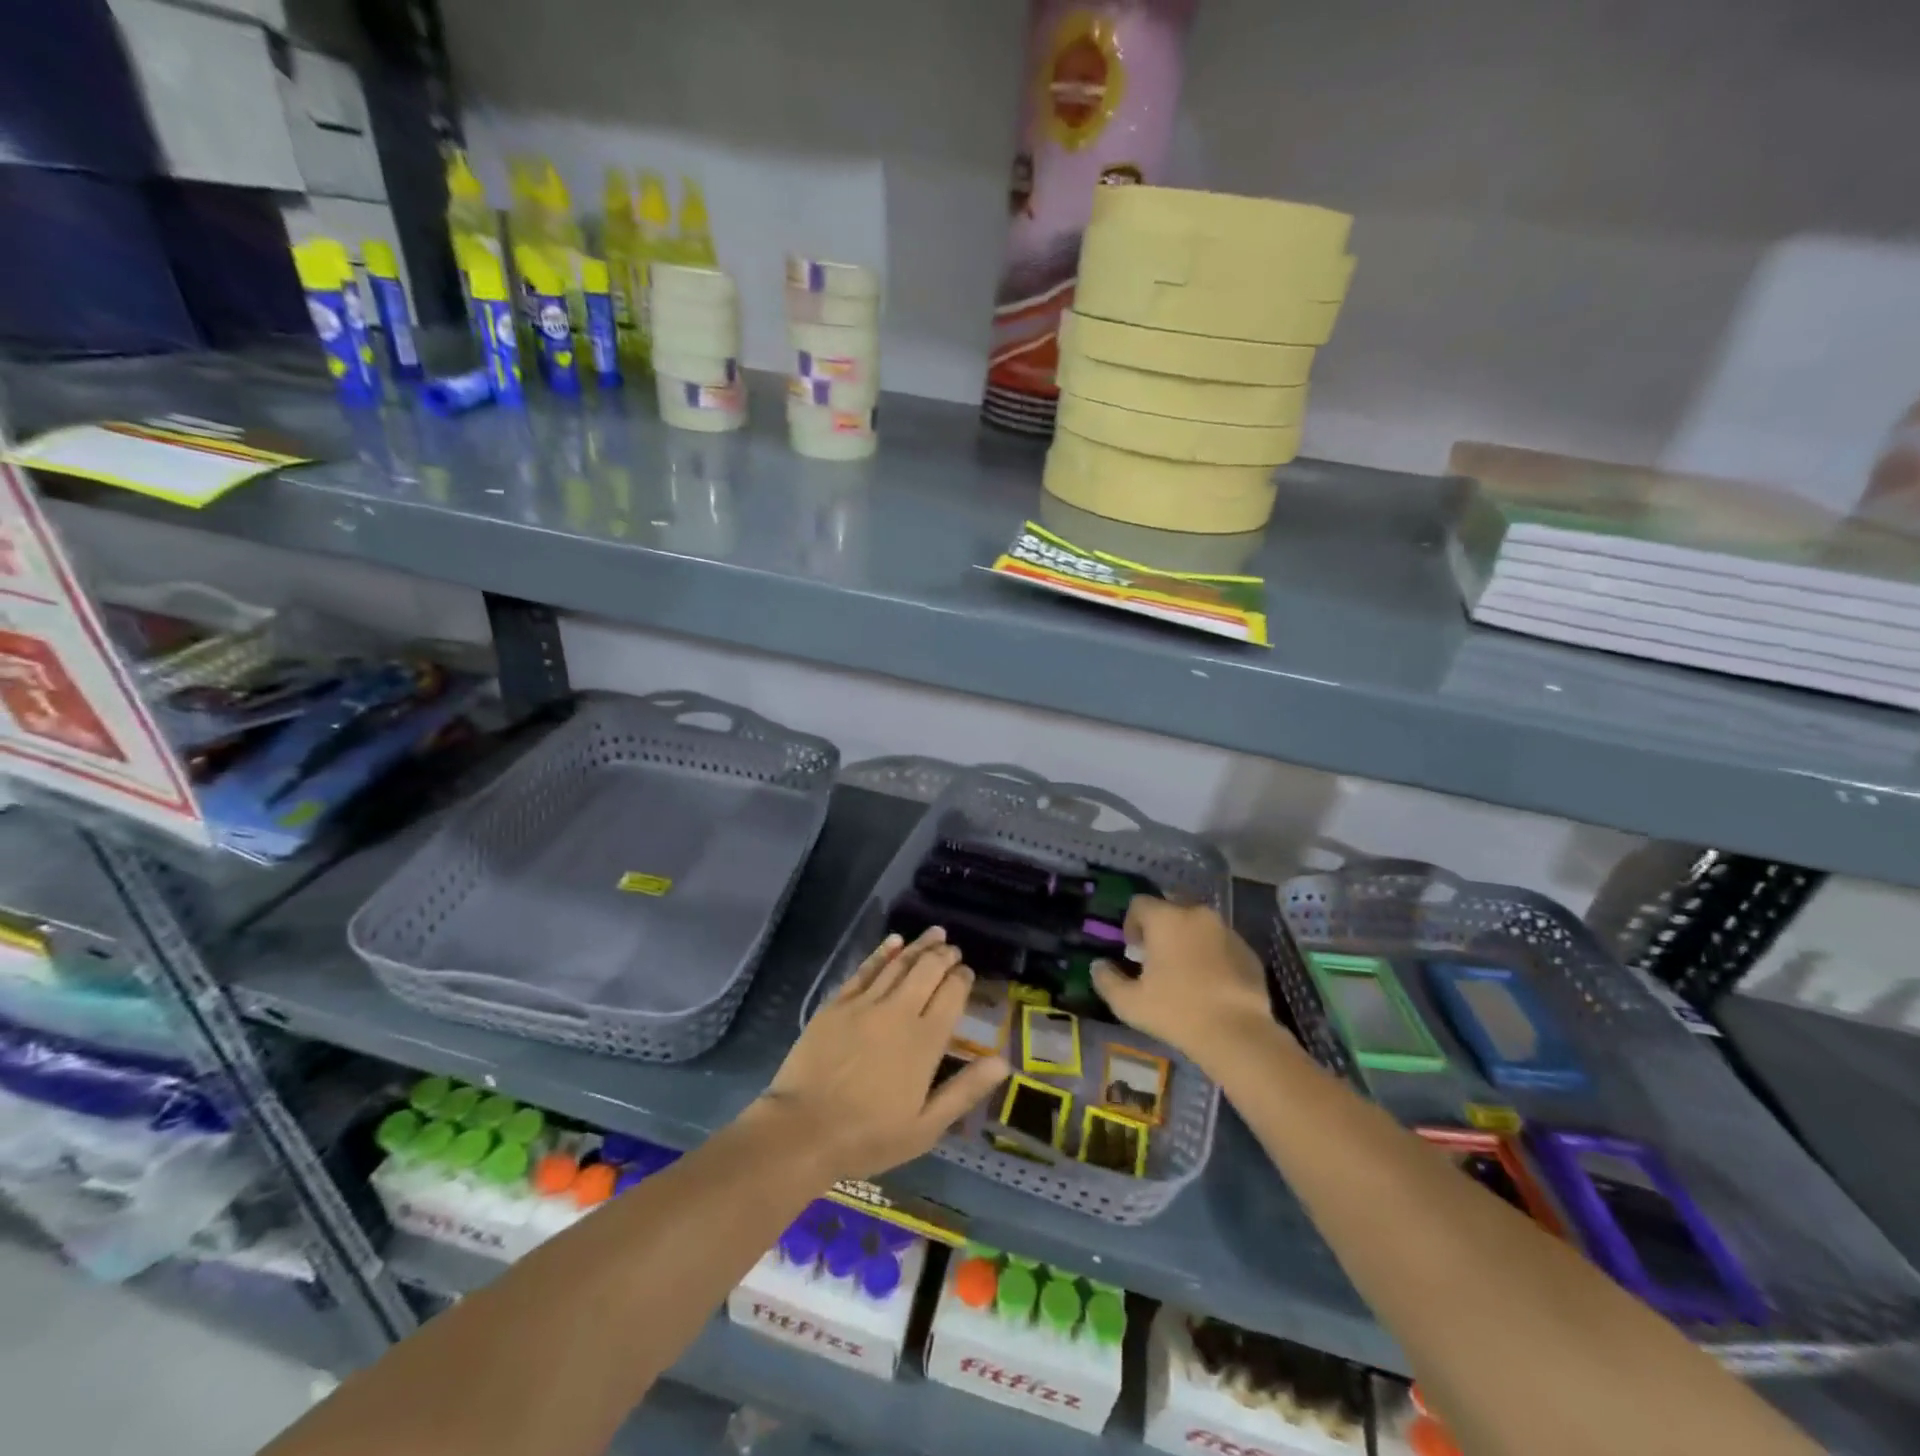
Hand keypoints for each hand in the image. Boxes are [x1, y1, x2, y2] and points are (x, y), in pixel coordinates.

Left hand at [755, 929, 1010, 1182]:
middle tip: (953, 949)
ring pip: (899, 963)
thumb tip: (1003, 1062)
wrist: (802, 1131)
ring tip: (935, 934)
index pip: (952, 995)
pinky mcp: (837, 1003)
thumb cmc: (868, 1136)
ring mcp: (865, 1004)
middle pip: (928, 971)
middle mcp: (899, 1012)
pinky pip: (866, 969)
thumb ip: (965, 1091)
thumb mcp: (925, 1127)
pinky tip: (894, 941)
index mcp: (925, 1041)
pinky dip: (883, 952)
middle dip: (944, 956)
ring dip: (920, 946)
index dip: (963, 979)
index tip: (967, 973)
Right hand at [1093, 897, 1280, 1069]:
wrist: (1237, 1033)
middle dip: (1161, 927)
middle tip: (1157, 958)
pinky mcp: (1248, 951)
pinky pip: (1221, 943)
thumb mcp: (1129, 1003)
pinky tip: (1210, 983)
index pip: (1140, 903)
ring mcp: (1227, 931)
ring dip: (1188, 939)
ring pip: (1199, 925)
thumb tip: (1098, 966)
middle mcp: (1197, 914)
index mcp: (1166, 918)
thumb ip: (1106, 979)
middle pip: (1171, 908)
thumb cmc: (1176, 1011)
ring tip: (1184, 971)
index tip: (1133, 951)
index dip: (1131, 924)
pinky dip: (1212, 954)